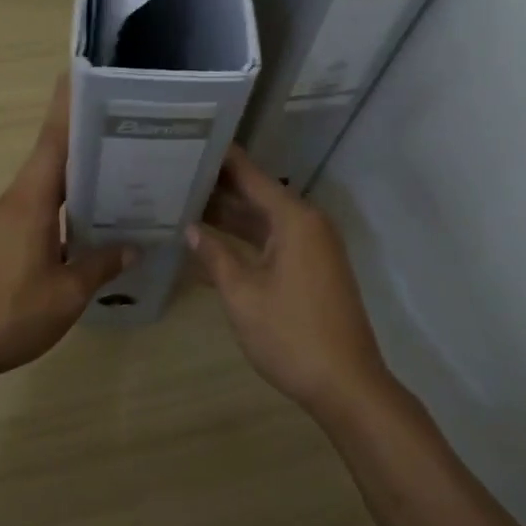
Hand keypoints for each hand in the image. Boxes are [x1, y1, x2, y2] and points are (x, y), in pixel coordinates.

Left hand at [0, 75, 131, 384]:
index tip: (88, 75)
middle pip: (54, 154)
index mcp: (32, 200)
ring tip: (122, 164)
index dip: (69, 106)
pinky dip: (68, 199)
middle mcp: (18, 199)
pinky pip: (42, 204)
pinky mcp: (4, 238)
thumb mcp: (67, 294)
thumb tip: (134, 245)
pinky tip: (93, 215)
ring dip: (79, 169)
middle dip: (86, 133)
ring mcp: (8, 219)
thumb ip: (102, 265)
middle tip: (129, 122)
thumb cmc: (9, 314)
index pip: (54, 140)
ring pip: (49, 181)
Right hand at [187, 146, 391, 420]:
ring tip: (187, 204)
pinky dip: (248, 240)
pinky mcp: (314, 269)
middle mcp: (308, 224)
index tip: (193, 140)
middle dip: (220, 188)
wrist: (347, 385)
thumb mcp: (243, 295)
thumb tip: (191, 228)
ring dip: (232, 217)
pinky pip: (275, 241)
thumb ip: (215, 256)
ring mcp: (314, 247)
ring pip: (266, 221)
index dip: (222, 159)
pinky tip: (215, 244)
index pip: (251, 175)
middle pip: (258, 195)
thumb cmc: (291, 335)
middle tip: (178, 175)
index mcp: (294, 219)